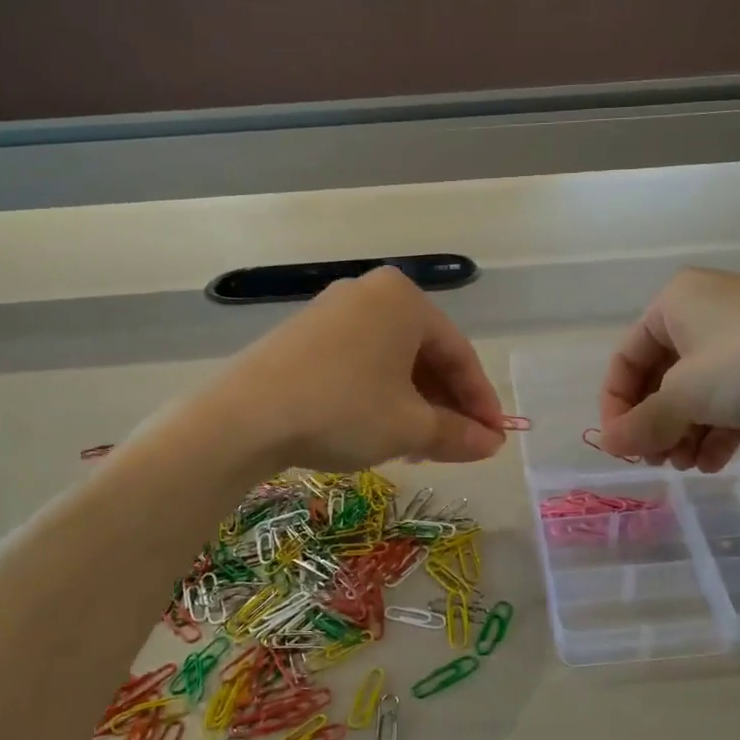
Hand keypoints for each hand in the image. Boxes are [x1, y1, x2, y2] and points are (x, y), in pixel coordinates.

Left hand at [207, 267, 505, 471]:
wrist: (244, 418)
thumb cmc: (343, 410)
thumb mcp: (409, 427)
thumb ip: (456, 433)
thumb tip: (491, 444)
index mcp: (405, 300)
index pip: (460, 353)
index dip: (482, 401)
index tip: (495, 437)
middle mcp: (371, 293)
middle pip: (426, 354)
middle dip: (447, 403)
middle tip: (460, 444)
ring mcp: (333, 310)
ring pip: (392, 360)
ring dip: (415, 403)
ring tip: (423, 445)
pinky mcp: (305, 334)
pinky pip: (361, 362)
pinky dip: (381, 394)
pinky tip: (382, 429)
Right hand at [598, 268, 739, 469]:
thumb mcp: (686, 395)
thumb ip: (643, 423)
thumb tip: (608, 445)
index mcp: (676, 301)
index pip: (626, 357)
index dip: (616, 405)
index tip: (621, 447)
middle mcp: (707, 310)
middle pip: (663, 376)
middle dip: (657, 423)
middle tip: (657, 462)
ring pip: (700, 389)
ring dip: (686, 432)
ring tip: (687, 467)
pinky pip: (734, 395)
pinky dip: (719, 428)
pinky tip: (716, 463)